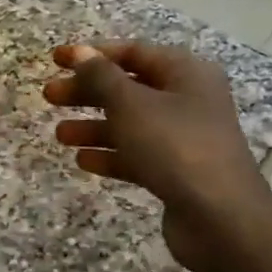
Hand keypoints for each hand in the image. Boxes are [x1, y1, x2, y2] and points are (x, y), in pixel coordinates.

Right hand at [43, 41, 271, 271]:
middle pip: (129, 87)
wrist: (221, 220)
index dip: (91, 54)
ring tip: (59, 135)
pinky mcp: (179, 172)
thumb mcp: (131, 104)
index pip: (133, 52)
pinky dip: (111, 154)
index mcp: (185, 72)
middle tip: (49, 97)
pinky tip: (83, 161)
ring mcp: (185, 137)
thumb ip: (101, 76)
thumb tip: (80, 52)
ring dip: (94, 126)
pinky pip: (138, 154)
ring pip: (131, 123)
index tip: (55, 59)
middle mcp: (189, 99)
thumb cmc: (175, 146)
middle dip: (87, 92)